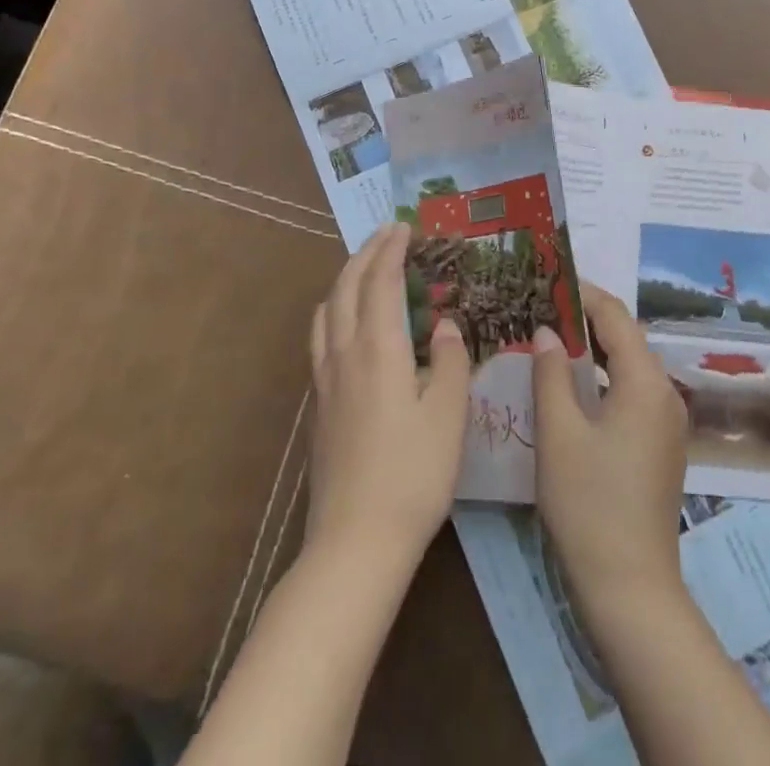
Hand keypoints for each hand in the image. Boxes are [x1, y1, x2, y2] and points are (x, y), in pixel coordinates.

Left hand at [306, 222, 471, 572]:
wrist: (355, 543)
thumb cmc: (413, 476)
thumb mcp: (449, 416)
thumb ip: (452, 362)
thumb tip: (447, 326)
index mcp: (378, 349)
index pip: (380, 281)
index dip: (391, 249)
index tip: (404, 227)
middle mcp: (344, 353)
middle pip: (347, 287)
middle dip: (365, 254)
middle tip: (386, 235)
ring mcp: (324, 379)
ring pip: (327, 309)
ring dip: (345, 279)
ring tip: (366, 270)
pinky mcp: (317, 404)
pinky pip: (320, 336)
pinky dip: (334, 310)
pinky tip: (347, 325)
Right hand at [531, 284, 689, 627]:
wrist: (631, 588)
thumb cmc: (589, 505)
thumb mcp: (559, 433)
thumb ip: (551, 374)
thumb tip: (545, 331)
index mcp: (645, 382)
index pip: (614, 315)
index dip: (582, 292)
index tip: (547, 279)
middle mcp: (665, 393)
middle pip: (626, 337)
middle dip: (585, 318)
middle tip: (541, 306)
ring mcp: (667, 421)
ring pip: (629, 365)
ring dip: (594, 348)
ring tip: (549, 338)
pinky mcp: (661, 444)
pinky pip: (633, 391)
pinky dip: (605, 377)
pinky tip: (573, 384)